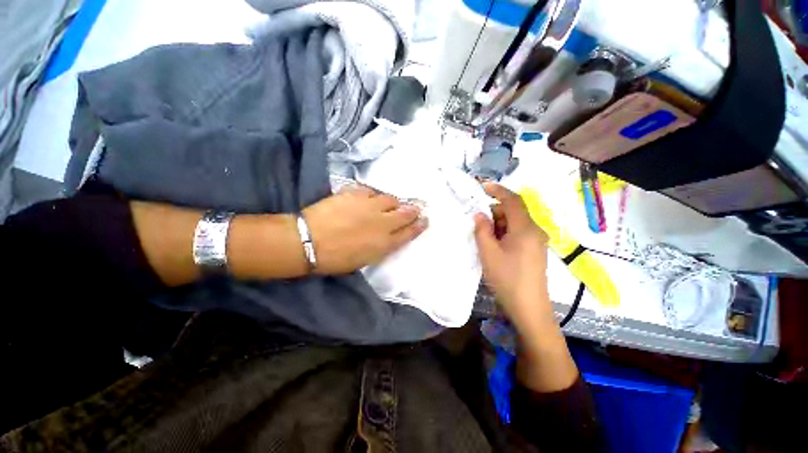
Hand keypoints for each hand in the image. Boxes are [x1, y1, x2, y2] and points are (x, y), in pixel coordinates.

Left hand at [303, 185, 427, 274]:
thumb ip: (382, 246)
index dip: (418, 226)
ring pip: (390, 199)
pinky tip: (369, 199)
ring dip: (392, 202)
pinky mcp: (355, 194)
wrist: (308, 241)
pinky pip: (370, 191)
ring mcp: (369, 205)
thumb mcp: (365, 259)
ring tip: (389, 204)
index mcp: (385, 242)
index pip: (409, 232)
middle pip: (405, 213)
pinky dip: (373, 196)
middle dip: (413, 210)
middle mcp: (382, 222)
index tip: (425, 220)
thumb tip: (390, 236)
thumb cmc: (336, 258)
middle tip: (416, 208)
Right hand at [473, 183, 551, 326]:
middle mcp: (534, 231)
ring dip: (498, 225)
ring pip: (515, 223)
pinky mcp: (534, 250)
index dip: (498, 190)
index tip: (482, 186)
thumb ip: (482, 230)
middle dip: (494, 213)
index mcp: (525, 228)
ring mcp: (536, 241)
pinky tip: (494, 245)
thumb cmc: (507, 279)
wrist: (529, 308)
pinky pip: (518, 233)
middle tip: (477, 222)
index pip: (512, 200)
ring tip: (483, 238)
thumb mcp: (488, 253)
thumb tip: (479, 214)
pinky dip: (504, 233)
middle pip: (513, 212)